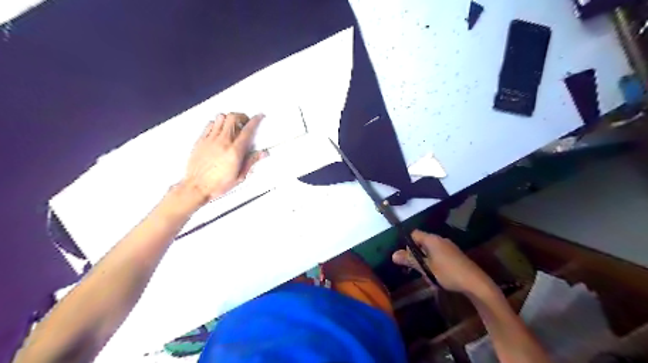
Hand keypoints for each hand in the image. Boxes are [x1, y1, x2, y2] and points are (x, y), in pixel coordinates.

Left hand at [179, 111, 264, 202]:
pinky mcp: (201, 141)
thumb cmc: (217, 184)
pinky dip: (216, 123)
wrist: (197, 187)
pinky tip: (219, 130)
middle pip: (233, 117)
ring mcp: (210, 140)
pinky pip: (209, 124)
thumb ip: (251, 161)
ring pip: (220, 117)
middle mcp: (222, 142)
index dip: (255, 120)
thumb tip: (262, 154)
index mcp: (234, 151)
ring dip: (229, 118)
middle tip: (245, 122)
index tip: (259, 117)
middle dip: (242, 116)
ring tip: (232, 125)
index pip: (248, 130)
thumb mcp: (240, 176)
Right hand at [389, 231, 497, 296]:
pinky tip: (438, 277)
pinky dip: (435, 264)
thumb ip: (410, 260)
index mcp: (432, 239)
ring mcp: (449, 247)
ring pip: (430, 251)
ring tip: (428, 276)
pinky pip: (439, 256)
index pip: (414, 234)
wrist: (475, 283)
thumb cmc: (447, 273)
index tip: (407, 257)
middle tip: (416, 269)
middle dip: (417, 256)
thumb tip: (393, 255)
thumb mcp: (426, 268)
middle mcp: (440, 239)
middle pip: (422, 243)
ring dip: (426, 262)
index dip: (407, 244)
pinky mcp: (455, 256)